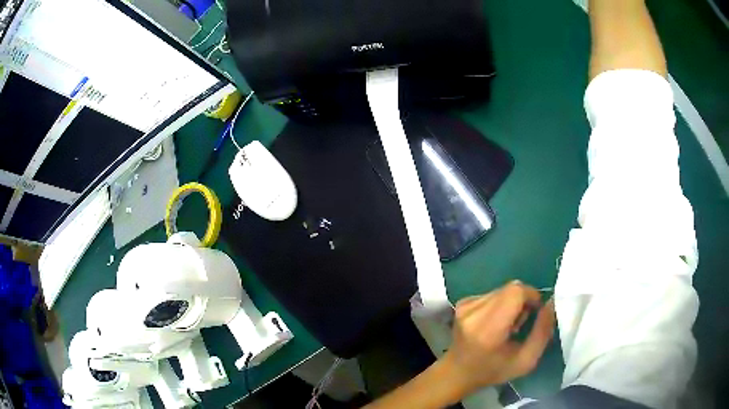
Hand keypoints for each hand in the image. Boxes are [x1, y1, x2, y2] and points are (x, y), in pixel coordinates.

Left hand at [443, 281, 555, 393]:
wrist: (457, 373)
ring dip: (512, 303)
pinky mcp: (463, 302)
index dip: (532, 296)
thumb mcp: (525, 361)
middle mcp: (474, 312)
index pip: (516, 292)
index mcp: (488, 329)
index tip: (536, 312)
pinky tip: (495, 323)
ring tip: (507, 326)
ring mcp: (466, 305)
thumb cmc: (492, 371)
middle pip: (511, 289)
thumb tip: (552, 302)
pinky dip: (500, 304)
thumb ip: (542, 332)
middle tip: (520, 324)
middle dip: (523, 301)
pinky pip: (492, 293)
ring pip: (503, 290)